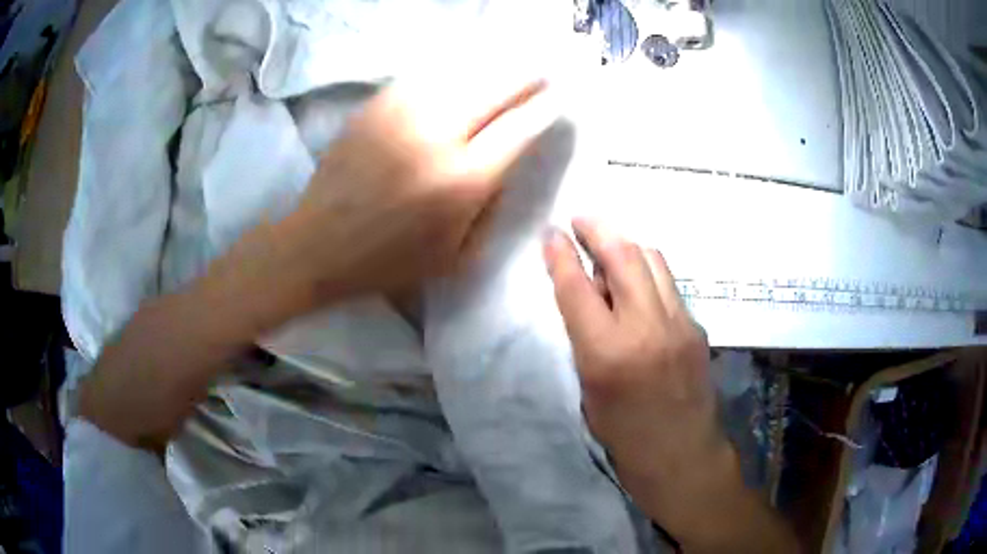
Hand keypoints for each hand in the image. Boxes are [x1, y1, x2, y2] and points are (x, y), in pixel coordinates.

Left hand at [280, 74, 554, 305]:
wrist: (318, 245)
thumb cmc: (389, 262)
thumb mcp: (456, 257)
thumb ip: (491, 210)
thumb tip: (507, 166)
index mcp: (462, 181)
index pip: (519, 130)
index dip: (543, 110)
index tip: (558, 100)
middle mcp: (437, 137)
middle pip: (494, 90)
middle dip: (526, 78)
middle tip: (542, 72)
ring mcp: (401, 115)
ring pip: (460, 76)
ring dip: (492, 69)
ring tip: (510, 65)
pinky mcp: (375, 108)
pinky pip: (423, 79)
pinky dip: (450, 73)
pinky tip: (461, 74)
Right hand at [543, 219, 724, 509]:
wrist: (682, 456)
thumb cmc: (624, 436)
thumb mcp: (589, 390)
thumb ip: (586, 338)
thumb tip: (587, 294)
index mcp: (607, 353)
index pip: (578, 287)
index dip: (561, 254)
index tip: (551, 233)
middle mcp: (646, 327)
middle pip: (623, 255)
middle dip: (598, 229)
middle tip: (581, 220)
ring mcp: (679, 323)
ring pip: (652, 259)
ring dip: (626, 246)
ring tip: (608, 247)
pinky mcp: (697, 326)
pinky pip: (669, 283)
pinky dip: (647, 272)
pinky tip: (637, 283)